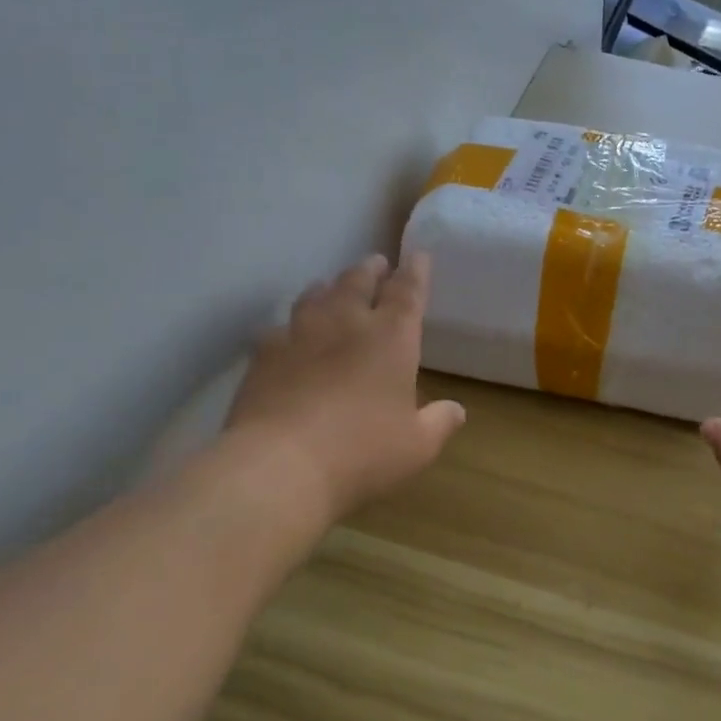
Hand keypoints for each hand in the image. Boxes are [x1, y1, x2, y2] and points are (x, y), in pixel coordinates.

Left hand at [225, 252, 464, 522]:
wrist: (280, 465)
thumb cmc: (362, 452)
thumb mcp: (417, 446)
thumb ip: (439, 423)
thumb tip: (456, 410)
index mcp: (391, 338)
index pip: (408, 291)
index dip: (416, 271)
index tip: (419, 255)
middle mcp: (346, 323)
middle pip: (358, 281)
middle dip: (371, 270)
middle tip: (377, 263)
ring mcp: (299, 334)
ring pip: (316, 295)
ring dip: (329, 287)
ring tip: (332, 287)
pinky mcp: (264, 354)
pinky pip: (279, 327)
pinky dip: (290, 326)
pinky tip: (288, 335)